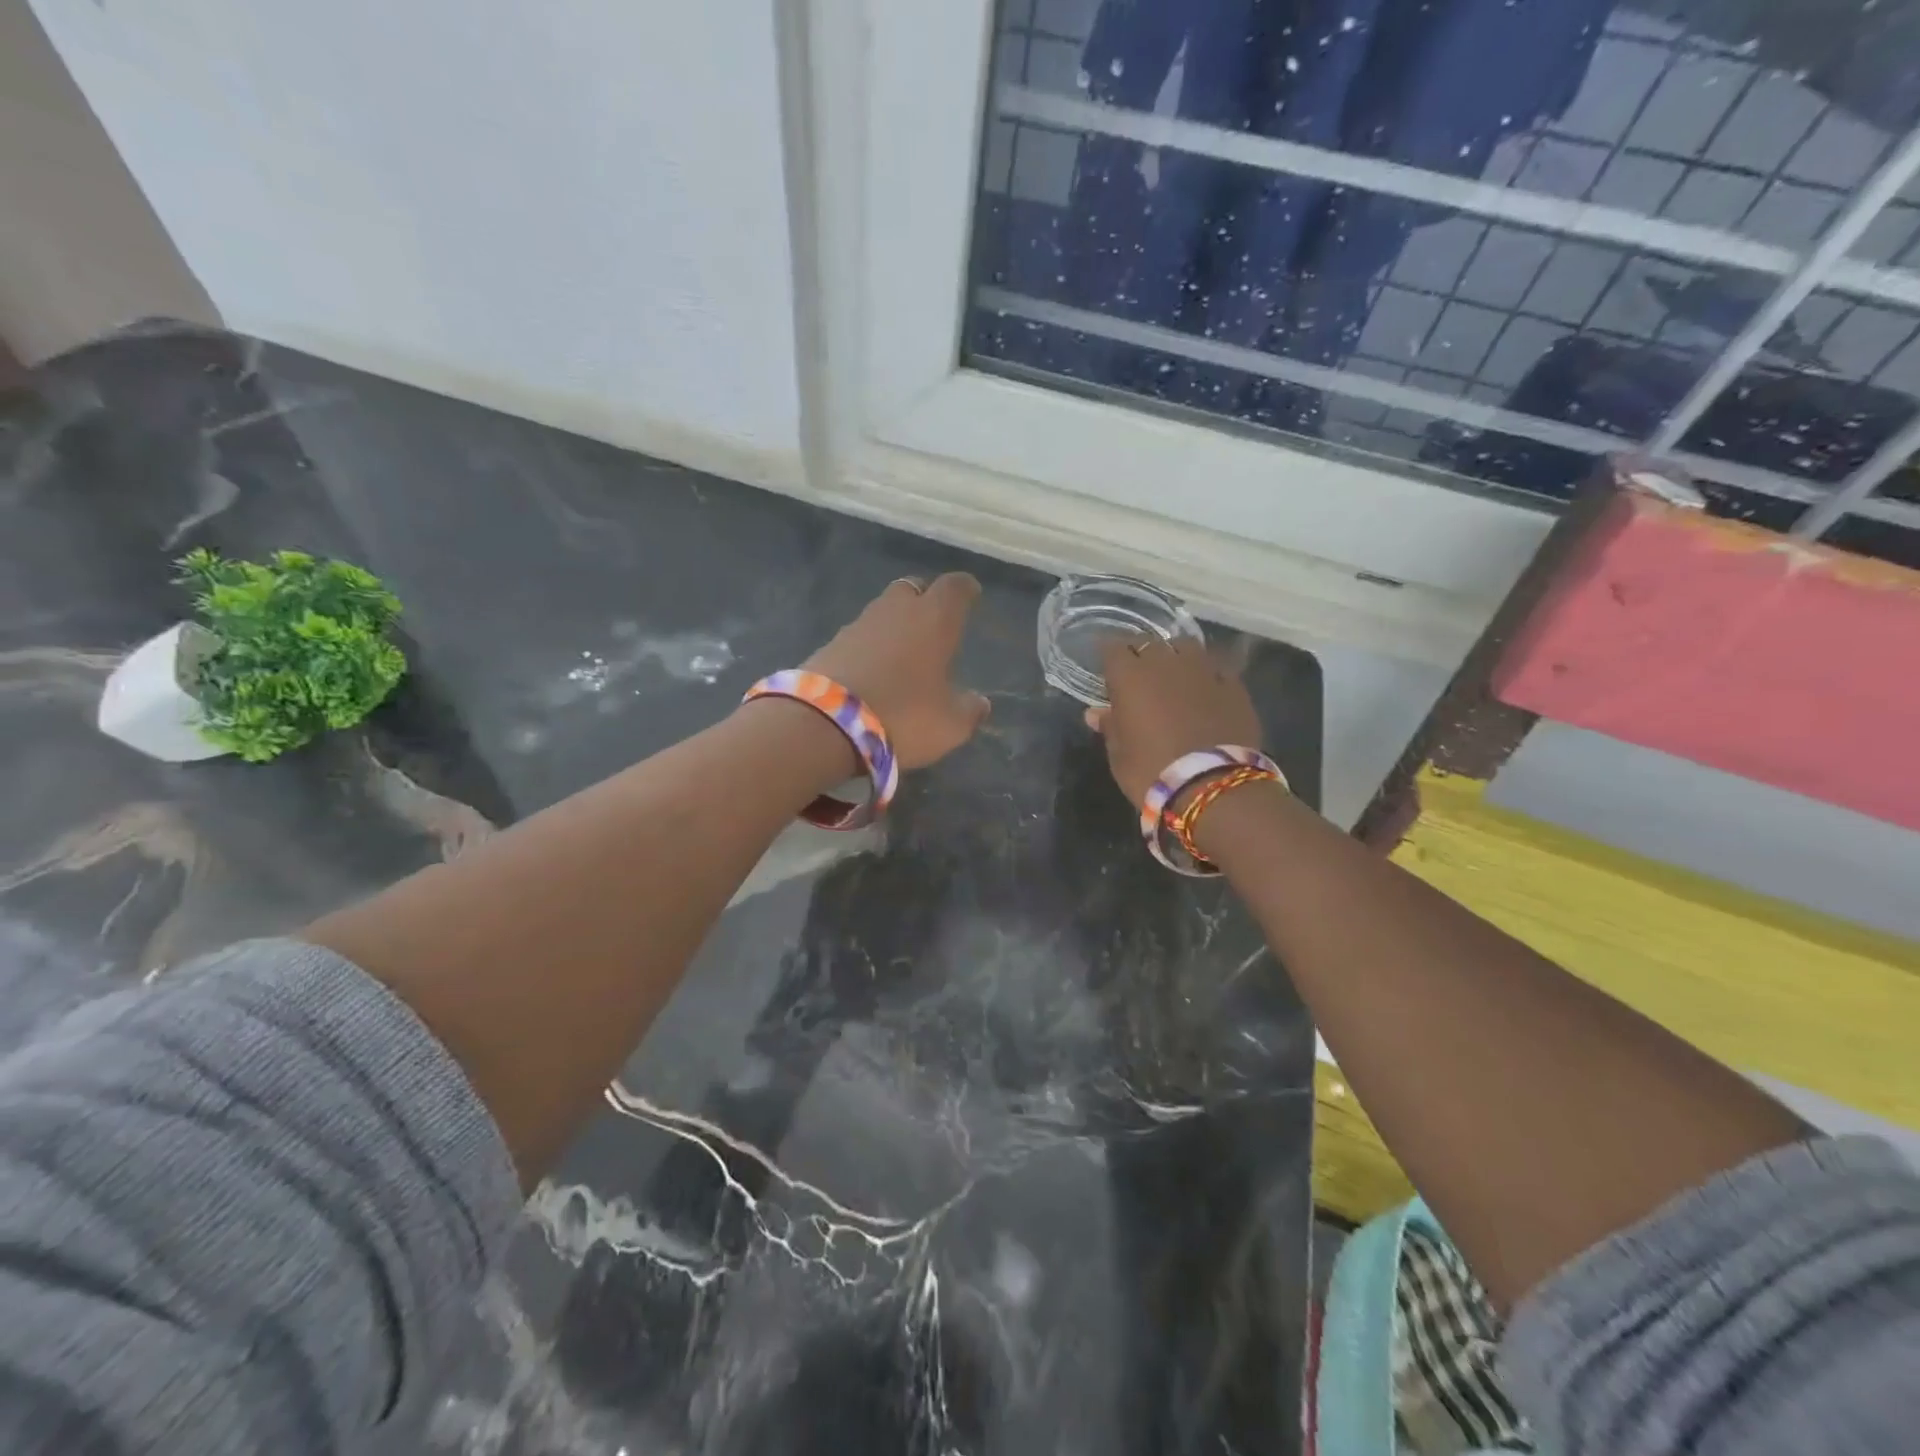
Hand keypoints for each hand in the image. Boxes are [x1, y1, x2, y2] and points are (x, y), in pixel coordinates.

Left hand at [804, 574, 991, 769]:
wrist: (824, 724)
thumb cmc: (902, 716)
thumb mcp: (949, 725)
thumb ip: (969, 710)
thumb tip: (980, 703)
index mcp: (933, 619)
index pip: (955, 587)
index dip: (965, 590)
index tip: (971, 595)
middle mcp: (895, 610)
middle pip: (913, 589)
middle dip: (925, 600)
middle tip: (934, 624)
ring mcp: (857, 624)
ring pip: (883, 612)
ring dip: (894, 625)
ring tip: (903, 653)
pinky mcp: (829, 645)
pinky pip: (859, 637)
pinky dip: (870, 647)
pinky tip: (872, 672)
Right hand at [1087, 637, 1262, 805]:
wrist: (1213, 786)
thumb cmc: (1151, 772)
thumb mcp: (1120, 755)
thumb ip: (1110, 727)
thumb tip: (1096, 712)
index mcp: (1130, 676)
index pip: (1113, 647)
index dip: (1108, 654)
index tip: (1105, 666)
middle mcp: (1166, 663)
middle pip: (1148, 643)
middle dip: (1140, 654)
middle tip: (1136, 674)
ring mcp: (1203, 670)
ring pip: (1185, 647)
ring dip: (1174, 656)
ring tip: (1173, 675)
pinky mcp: (1233, 685)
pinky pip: (1215, 667)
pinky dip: (1205, 674)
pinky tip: (1205, 689)